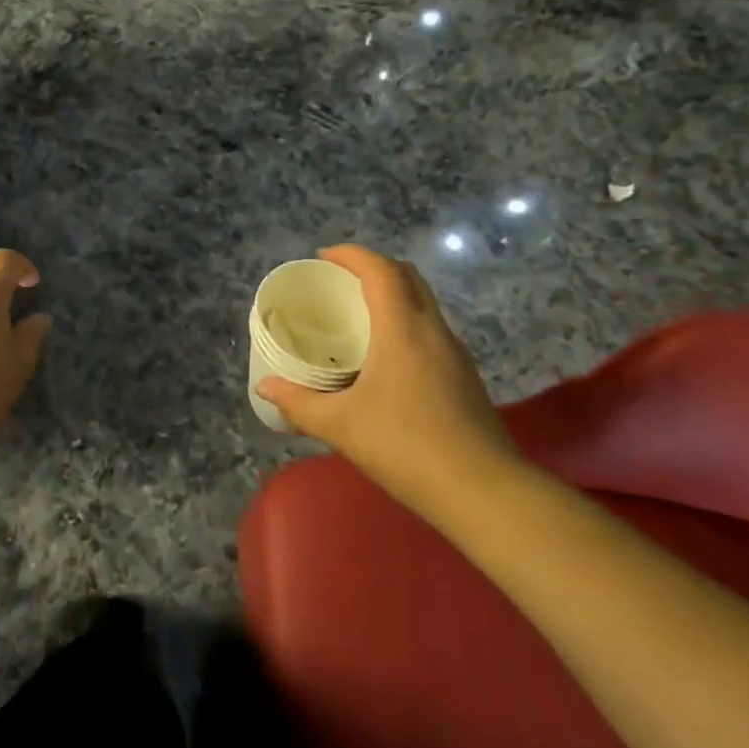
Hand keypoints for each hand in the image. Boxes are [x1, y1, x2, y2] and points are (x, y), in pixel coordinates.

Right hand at [258, 245, 521, 517]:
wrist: (484, 493)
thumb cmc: (406, 447)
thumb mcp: (341, 426)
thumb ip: (299, 403)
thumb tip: (265, 387)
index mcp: (403, 329)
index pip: (380, 270)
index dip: (352, 255)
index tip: (323, 257)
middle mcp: (433, 330)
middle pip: (407, 277)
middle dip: (373, 268)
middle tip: (340, 282)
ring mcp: (455, 354)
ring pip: (424, 303)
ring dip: (392, 295)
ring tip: (358, 316)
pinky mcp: (465, 377)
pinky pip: (431, 330)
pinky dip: (405, 322)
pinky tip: (385, 357)